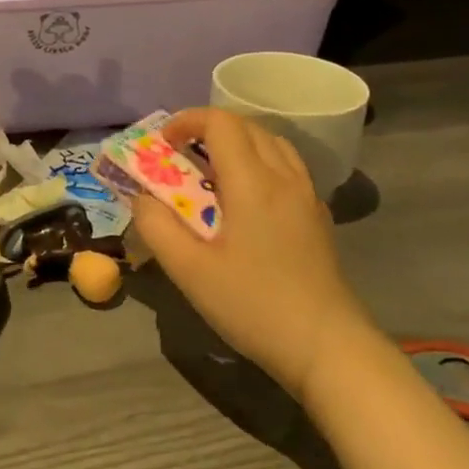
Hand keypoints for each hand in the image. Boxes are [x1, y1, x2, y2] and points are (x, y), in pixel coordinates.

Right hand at [131, 108, 381, 402]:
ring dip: (235, 144)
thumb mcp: (189, 270)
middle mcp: (284, 178)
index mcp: (253, 183)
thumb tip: (141, 197)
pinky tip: (242, 199)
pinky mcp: (316, 217)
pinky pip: (286, 168)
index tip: (161, 144)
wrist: (327, 348)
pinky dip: (257, 162)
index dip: (187, 121)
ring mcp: (306, 197)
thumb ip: (157, 226)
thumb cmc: (253, 305)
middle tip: (178, 156)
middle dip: (207, 129)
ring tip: (208, 172)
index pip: (221, 123)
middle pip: (247, 126)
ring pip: (271, 144)